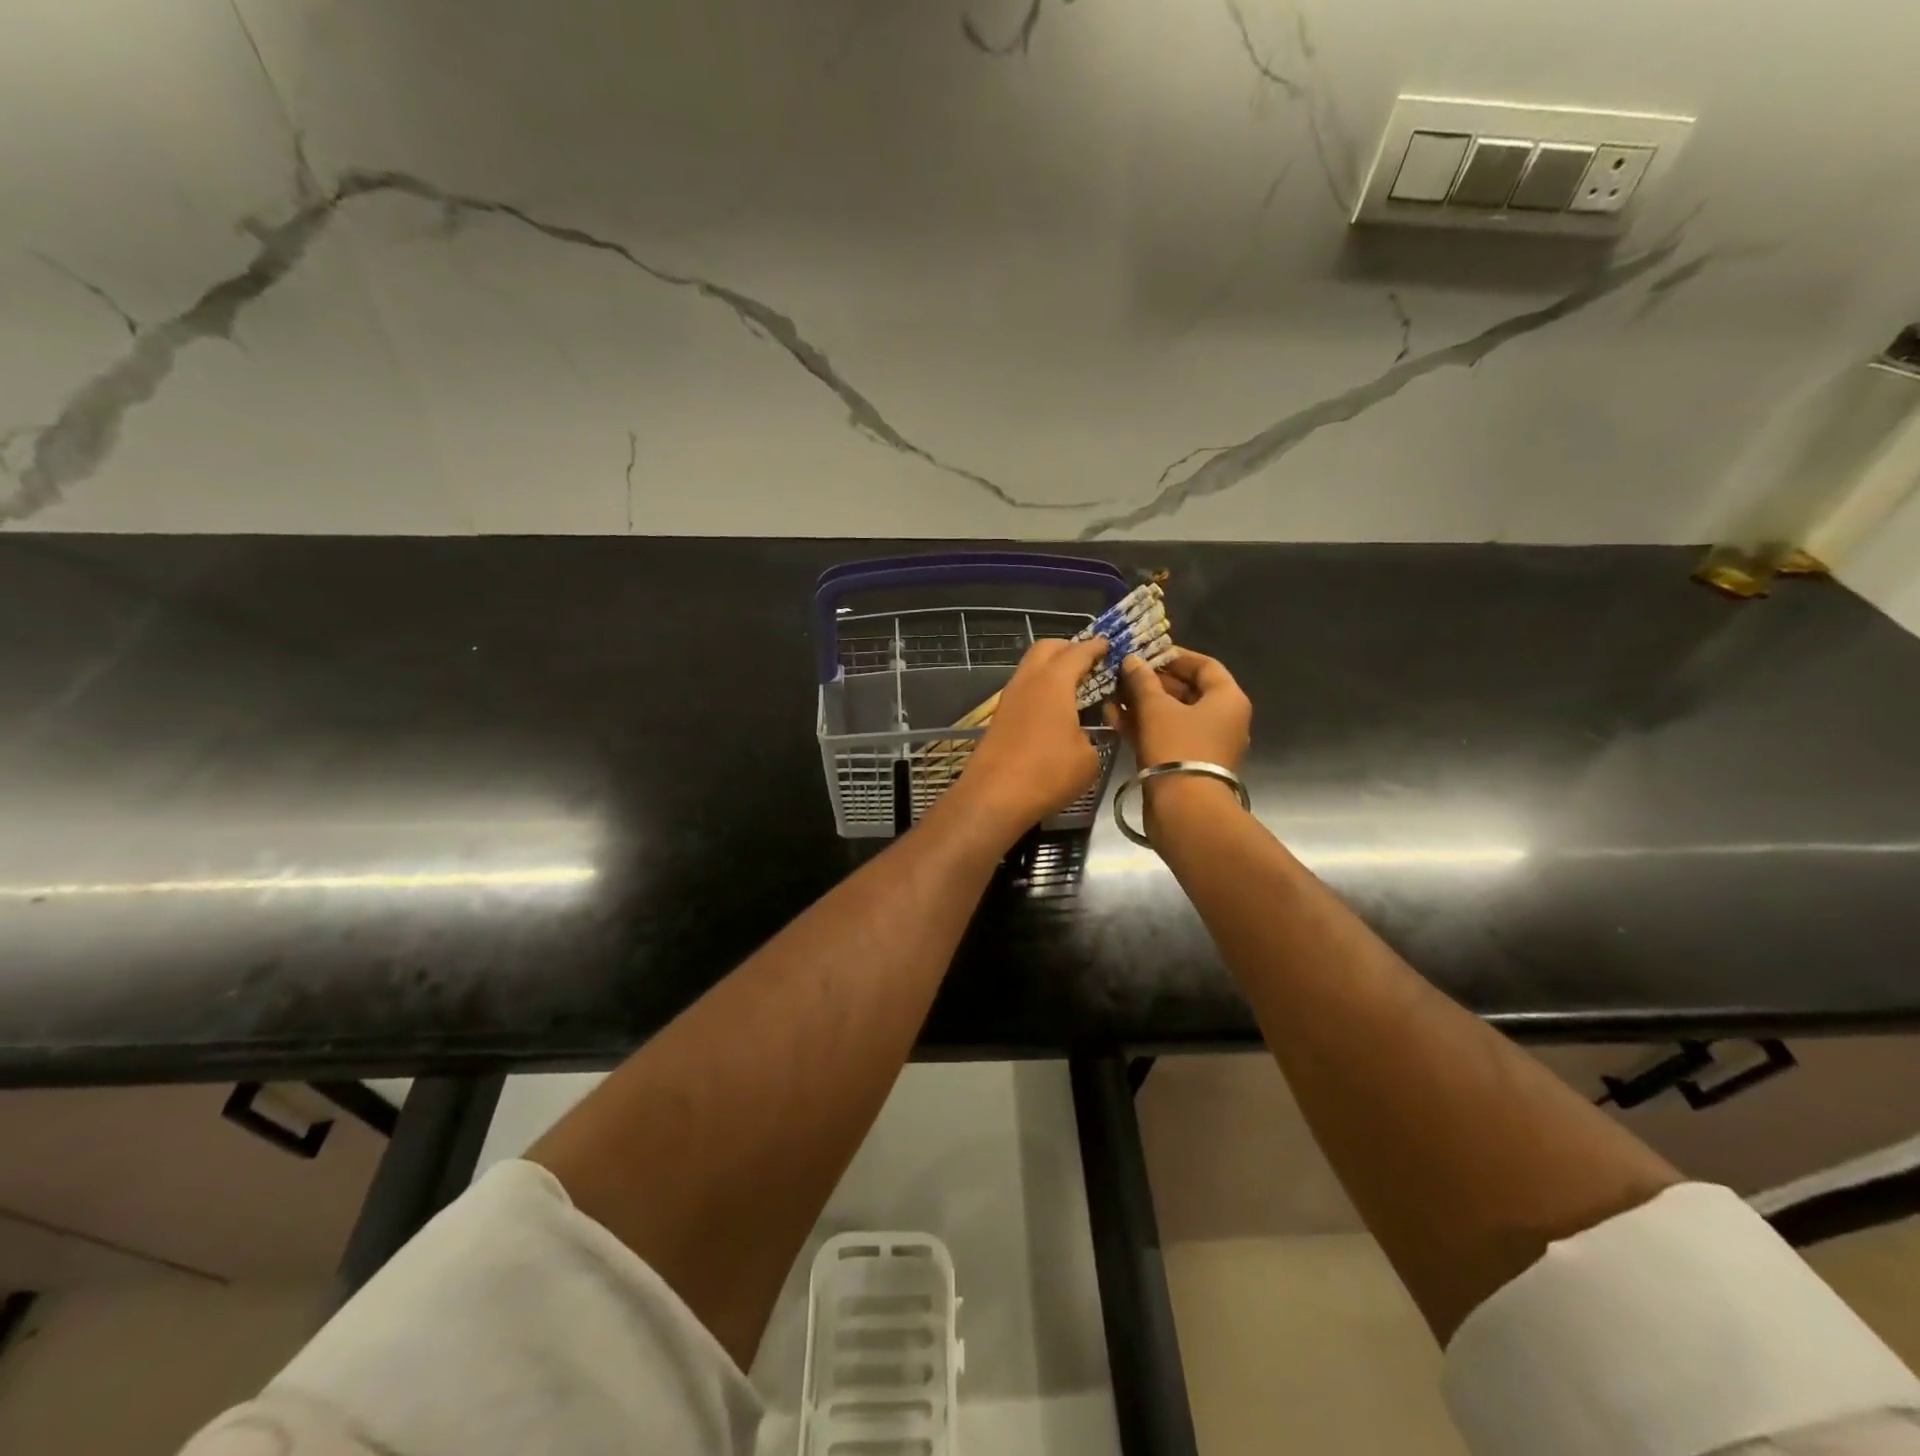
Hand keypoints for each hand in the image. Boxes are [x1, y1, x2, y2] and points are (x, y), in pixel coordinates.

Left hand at [954, 636, 1107, 835]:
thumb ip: (1092, 737)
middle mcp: (1028, 681)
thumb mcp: (1088, 758)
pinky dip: (1040, 688)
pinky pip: (1024, 689)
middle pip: (1046, 648)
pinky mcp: (999, 717)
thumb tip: (1083, 735)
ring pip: (1030, 668)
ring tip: (1073, 685)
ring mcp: (1009, 698)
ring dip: (1051, 668)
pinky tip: (1053, 708)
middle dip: (1069, 648)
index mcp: (1053, 682)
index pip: (1078, 652)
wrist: (993, 797)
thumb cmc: (1047, 773)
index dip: (1096, 647)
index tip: (1109, 645)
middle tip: (1089, 661)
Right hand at [1114, 650, 1250, 770]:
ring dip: (1142, 704)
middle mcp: (1222, 719)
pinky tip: (1113, 717)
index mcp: (1227, 699)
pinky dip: (1143, 725)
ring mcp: (1205, 743)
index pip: (1205, 665)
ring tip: (1112, 694)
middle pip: (1187, 690)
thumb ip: (1142, 681)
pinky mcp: (1187, 763)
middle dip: (1151, 681)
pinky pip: (1166, 735)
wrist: (1185, 809)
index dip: (1174, 656)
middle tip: (1122, 674)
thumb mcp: (1155, 708)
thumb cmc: (1177, 747)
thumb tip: (1132, 661)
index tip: (1146, 653)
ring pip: (1172, 715)